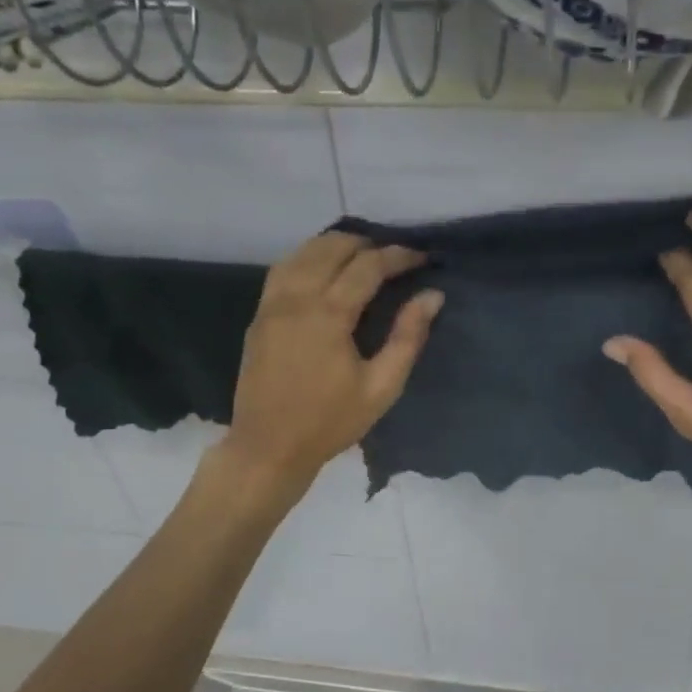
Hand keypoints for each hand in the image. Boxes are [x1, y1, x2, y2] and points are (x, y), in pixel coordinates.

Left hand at [221, 232, 442, 495]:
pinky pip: (284, 269)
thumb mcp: (381, 387)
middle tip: (395, 256)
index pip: (367, 266)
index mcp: (328, 314)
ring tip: (363, 256)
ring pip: (303, 251)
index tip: (422, 257)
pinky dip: (309, 257)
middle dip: (367, 243)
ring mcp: (272, 304)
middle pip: (332, 247)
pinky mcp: (259, 315)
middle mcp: (296, 298)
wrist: (268, 447)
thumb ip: (408, 338)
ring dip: (335, 246)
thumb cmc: (330, 422)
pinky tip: (324, 270)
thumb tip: (432, 296)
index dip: (398, 256)